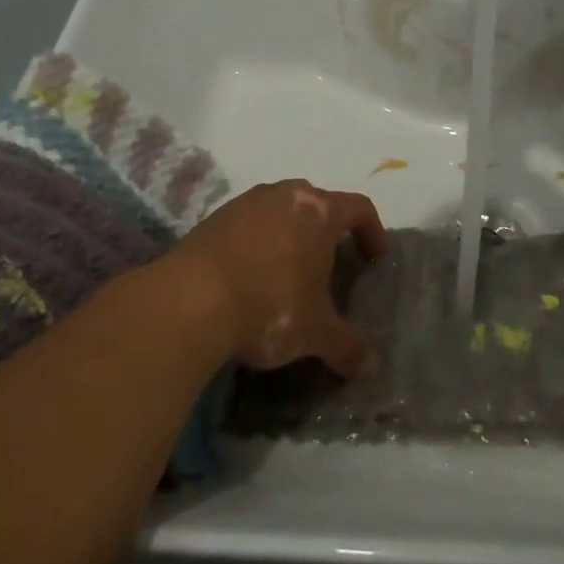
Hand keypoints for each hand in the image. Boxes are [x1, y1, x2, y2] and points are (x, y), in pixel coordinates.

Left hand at [173, 180, 388, 376]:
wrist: (188, 301)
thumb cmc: (269, 307)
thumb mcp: (315, 334)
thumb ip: (347, 346)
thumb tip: (370, 367)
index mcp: (318, 212)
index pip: (358, 207)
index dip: (372, 231)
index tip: (375, 258)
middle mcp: (284, 195)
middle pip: (317, 202)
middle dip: (328, 230)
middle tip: (331, 263)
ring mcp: (245, 203)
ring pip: (279, 210)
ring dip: (289, 233)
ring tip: (288, 270)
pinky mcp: (212, 218)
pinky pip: (247, 224)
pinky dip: (256, 242)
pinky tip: (249, 277)